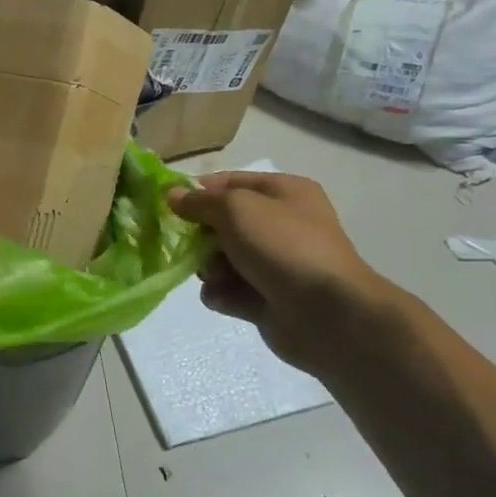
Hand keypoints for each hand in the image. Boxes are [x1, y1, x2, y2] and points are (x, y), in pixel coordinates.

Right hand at [168, 171, 397, 374]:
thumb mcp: (235, 209)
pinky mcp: (267, 298)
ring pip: (221, 259)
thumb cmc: (283, 247)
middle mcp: (281, 224)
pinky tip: (226, 298)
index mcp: (284, 193)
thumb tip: (172, 196)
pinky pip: (230, 290)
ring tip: (215, 277)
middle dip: (202, 236)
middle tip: (191, 246)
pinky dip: (223, 294)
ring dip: (209, 268)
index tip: (168, 206)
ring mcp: (275, 264)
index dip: (198, 192)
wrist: (327, 314)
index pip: (229, 182)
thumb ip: (200, 202)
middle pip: (222, 224)